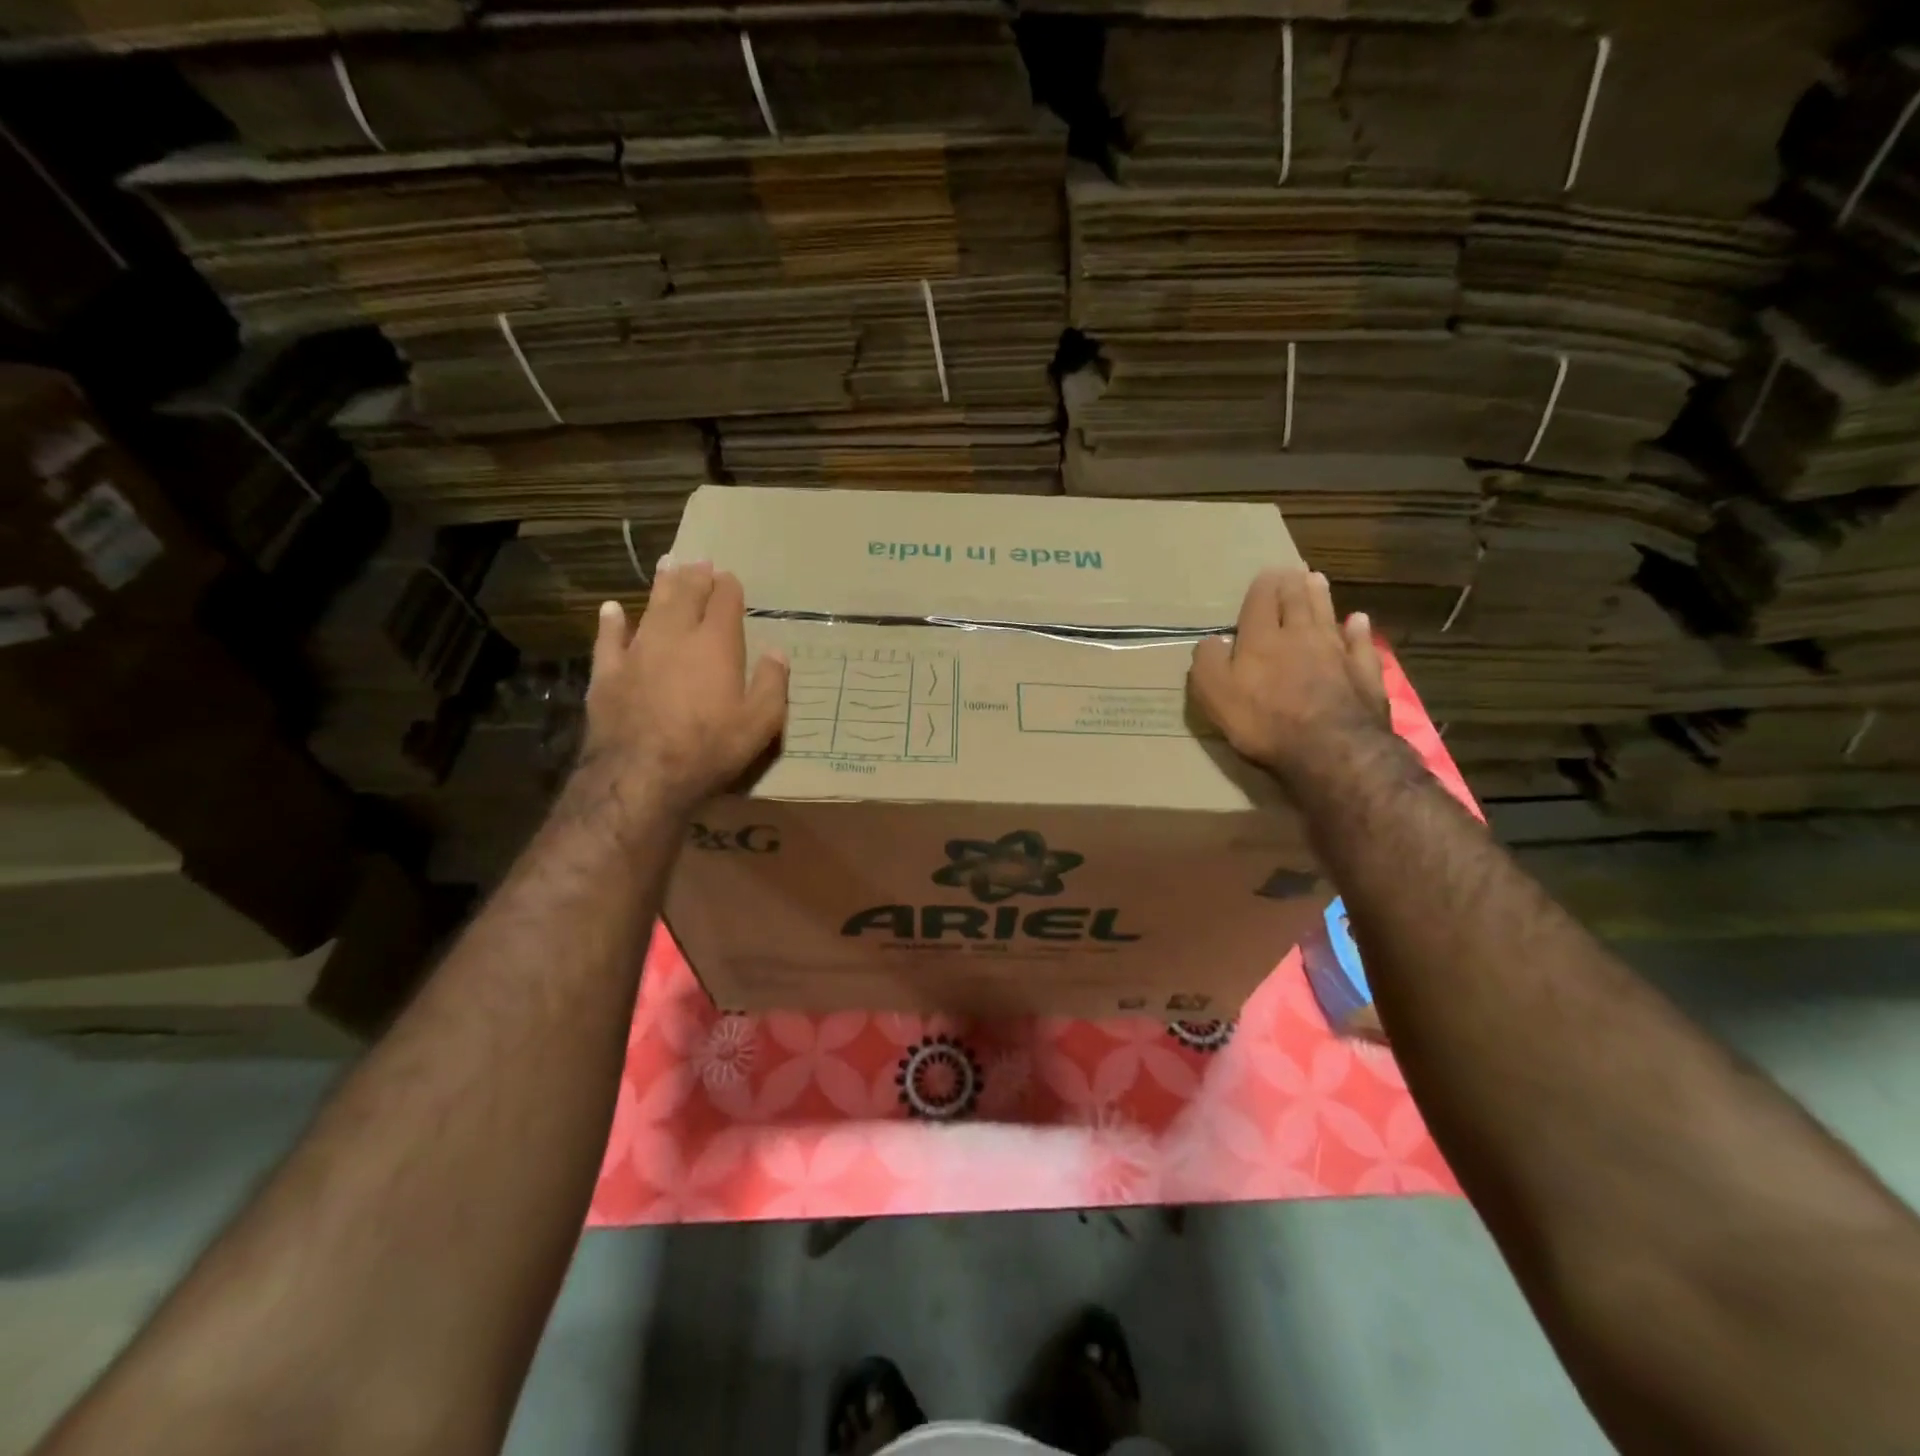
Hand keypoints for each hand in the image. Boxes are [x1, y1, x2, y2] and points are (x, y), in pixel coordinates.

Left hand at [581, 561, 787, 816]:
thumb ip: (772, 683)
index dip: (729, 587)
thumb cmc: (710, 749)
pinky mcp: (608, 672)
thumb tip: (777, 651)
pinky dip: (612, 621)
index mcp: (717, 644)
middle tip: (700, 562)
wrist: (641, 775)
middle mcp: (676, 636)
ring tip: (668, 566)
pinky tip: (612, 609)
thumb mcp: (760, 723)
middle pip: (686, 594)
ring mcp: (638, 651)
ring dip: (661, 585)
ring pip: (651, 607)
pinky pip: (609, 638)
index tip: (730, 578)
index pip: (724, 602)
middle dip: (695, 576)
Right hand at [1189, 569, 1391, 786]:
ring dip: (1321, 597)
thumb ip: (1208, 661)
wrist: (1329, 748)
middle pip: (1296, 602)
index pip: (1260, 603)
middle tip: (1293, 569)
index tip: (1266, 573)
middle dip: (1292, 584)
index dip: (1262, 588)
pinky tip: (1357, 620)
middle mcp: (1300, 636)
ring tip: (1317, 579)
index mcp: (1261, 640)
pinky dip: (1358, 629)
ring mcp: (1336, 653)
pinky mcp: (1364, 673)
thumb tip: (1210, 641)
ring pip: (1327, 615)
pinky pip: (1361, 643)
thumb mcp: (1214, 693)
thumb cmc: (1263, 721)